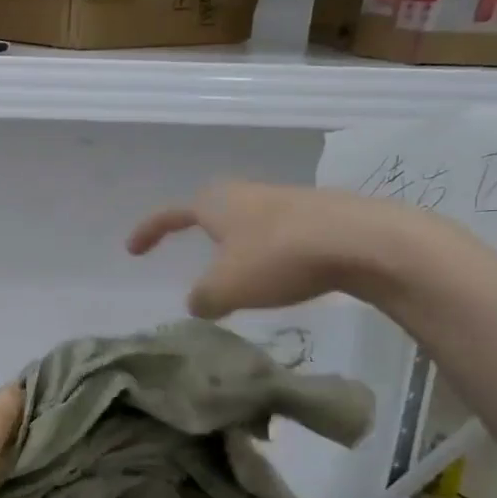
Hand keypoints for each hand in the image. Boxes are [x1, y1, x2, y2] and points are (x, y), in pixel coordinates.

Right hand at [127, 181, 476, 317]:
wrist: (363, 241)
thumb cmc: (279, 258)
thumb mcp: (225, 289)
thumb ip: (202, 298)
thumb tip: (199, 303)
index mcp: (216, 205)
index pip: (170, 214)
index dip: (148, 231)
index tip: (132, 249)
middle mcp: (247, 194)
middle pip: (212, 206)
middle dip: (197, 225)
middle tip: (191, 247)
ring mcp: (286, 201)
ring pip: (248, 221)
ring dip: (236, 244)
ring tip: (235, 275)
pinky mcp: (319, 216)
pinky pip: (279, 233)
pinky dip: (267, 254)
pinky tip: (278, 277)